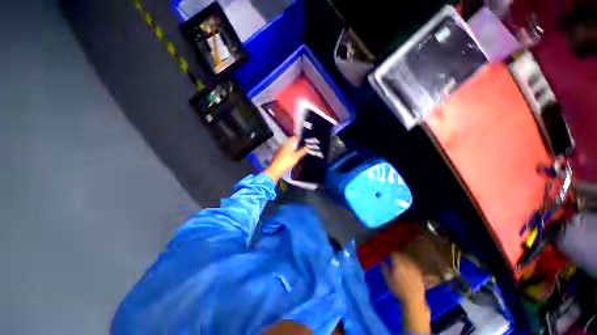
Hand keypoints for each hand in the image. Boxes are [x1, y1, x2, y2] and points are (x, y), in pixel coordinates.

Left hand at [264, 137, 307, 182]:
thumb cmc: (286, 162)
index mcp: (288, 144)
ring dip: (293, 145)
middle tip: (302, 144)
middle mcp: (284, 144)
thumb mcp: (296, 157)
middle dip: (296, 141)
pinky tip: (291, 153)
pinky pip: (285, 149)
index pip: (295, 137)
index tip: (305, 139)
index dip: (300, 137)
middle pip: (291, 140)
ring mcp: (280, 149)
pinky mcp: (278, 153)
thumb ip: (302, 152)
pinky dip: (289, 149)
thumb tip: (308, 147)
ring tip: (298, 148)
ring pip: (288, 145)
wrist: (275, 170)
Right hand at [382, 253, 430, 332]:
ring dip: (403, 259)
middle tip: (393, 260)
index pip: (394, 254)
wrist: (412, 297)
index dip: (390, 254)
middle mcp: (407, 262)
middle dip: (397, 256)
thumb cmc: (398, 291)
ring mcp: (414, 265)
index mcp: (398, 264)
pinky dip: (409, 264)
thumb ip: (384, 270)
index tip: (387, 256)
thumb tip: (381, 261)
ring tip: (399, 265)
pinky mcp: (419, 268)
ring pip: (408, 258)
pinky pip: (412, 263)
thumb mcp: (388, 281)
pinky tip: (407, 270)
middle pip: (402, 255)